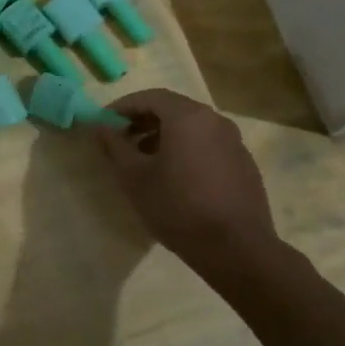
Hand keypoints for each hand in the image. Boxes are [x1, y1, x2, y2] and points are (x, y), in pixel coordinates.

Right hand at [94, 89, 280, 267]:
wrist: (236, 249)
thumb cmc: (177, 207)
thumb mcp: (134, 177)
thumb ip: (114, 146)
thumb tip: (100, 126)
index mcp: (188, 117)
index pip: (150, 97)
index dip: (123, 106)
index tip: (104, 121)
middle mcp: (215, 121)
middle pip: (173, 109)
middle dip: (143, 120)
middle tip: (121, 139)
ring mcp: (234, 142)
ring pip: (192, 128)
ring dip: (164, 136)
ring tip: (144, 160)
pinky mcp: (243, 164)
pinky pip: (208, 145)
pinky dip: (186, 150)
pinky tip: (174, 177)